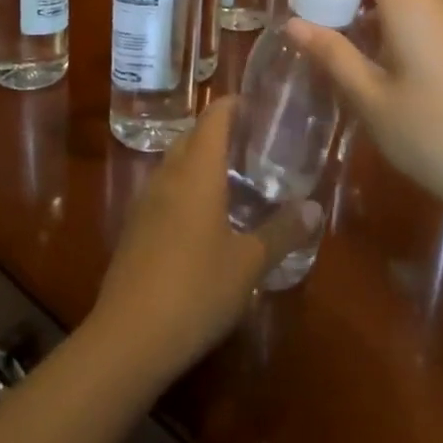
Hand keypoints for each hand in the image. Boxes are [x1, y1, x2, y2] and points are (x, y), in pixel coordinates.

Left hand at [89, 98, 309, 383]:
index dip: (233, 104)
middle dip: (218, 130)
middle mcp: (168, 176)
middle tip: (253, 141)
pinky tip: (203, 215)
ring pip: (174, 163)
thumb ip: (282, 232)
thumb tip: (315, 208)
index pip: (214, 118)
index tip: (257, 104)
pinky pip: (164, 189)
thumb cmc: (196, 290)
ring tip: (232, 174)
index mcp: (197, 172)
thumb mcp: (249, 264)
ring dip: (199, 158)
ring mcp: (146, 202)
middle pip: (191, 136)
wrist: (128, 338)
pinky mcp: (134, 228)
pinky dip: (185, 186)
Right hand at [286, 0, 442, 215]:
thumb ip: (331, 54)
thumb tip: (293, 23)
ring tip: (345, 48)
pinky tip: (383, 67)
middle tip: (319, 22)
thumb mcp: (368, 97)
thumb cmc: (427, 133)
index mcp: (411, 4)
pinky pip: (424, 20)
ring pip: (407, 0)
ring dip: (372, 12)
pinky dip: (396, 27)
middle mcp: (438, 3)